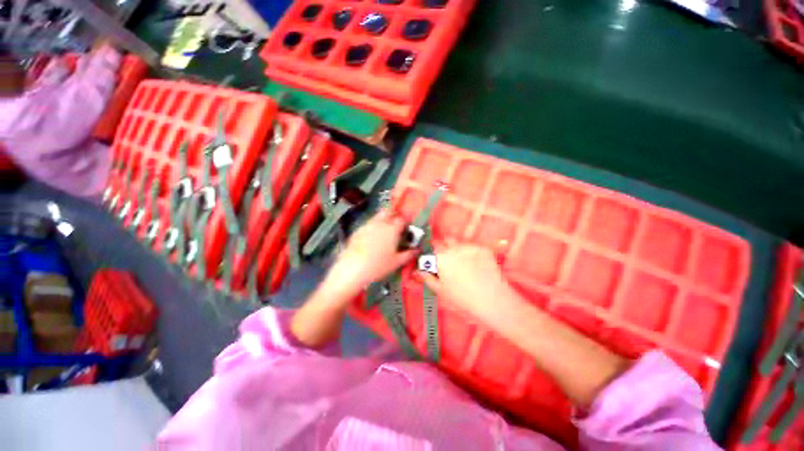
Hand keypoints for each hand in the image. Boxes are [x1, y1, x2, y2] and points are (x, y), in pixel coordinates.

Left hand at [324, 209, 417, 297]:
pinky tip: (371, 238)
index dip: (405, 222)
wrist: (352, 269)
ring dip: (382, 219)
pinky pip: (368, 224)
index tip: (406, 227)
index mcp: (392, 229)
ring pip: (377, 216)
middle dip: (393, 214)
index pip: (401, 219)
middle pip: (388, 211)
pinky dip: (372, 227)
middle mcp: (380, 224)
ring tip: (384, 231)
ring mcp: (367, 226)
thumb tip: (417, 250)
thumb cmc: (378, 266)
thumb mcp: (397, 262)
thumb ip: (409, 254)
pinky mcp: (357, 231)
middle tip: (396, 223)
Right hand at [417, 240, 520, 320]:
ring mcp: (469, 246)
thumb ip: (427, 278)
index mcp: (441, 257)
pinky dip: (470, 252)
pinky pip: (472, 246)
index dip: (431, 254)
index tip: (432, 261)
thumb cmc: (463, 297)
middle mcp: (454, 248)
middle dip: (443, 248)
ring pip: (458, 242)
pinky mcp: (482, 248)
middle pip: (445, 241)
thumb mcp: (441, 290)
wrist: (493, 299)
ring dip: (456, 249)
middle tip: (447, 262)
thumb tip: (417, 272)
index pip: (431, 248)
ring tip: (462, 263)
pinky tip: (475, 265)